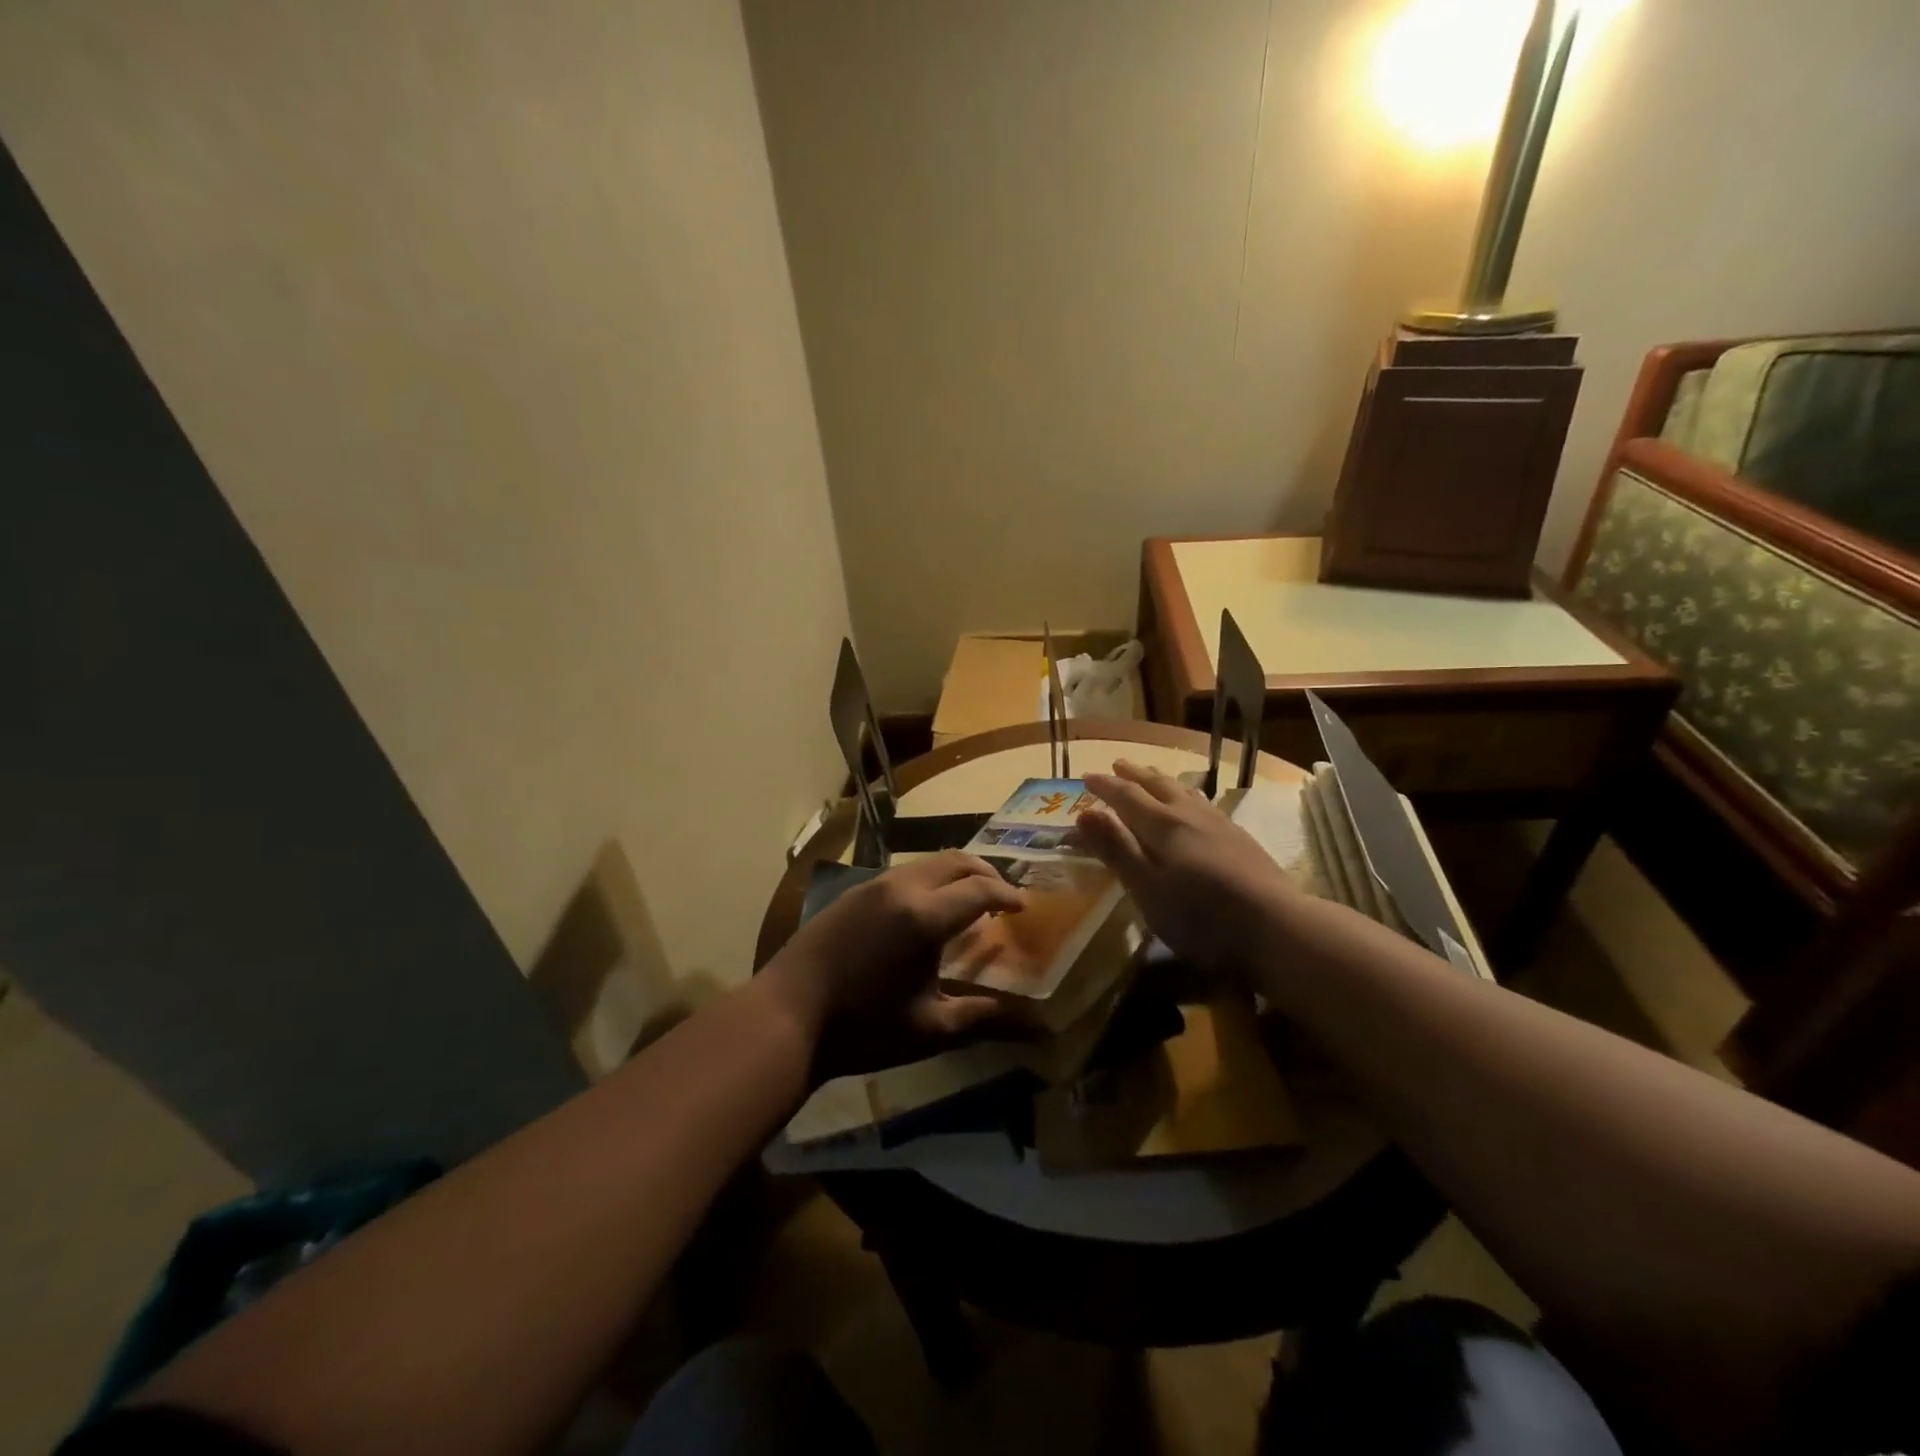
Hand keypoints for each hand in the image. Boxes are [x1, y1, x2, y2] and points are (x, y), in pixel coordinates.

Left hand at [758, 851, 1027, 1081]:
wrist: (786, 1016)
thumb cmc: (861, 1028)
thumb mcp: (928, 1029)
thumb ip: (980, 1017)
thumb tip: (1032, 1026)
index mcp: (924, 917)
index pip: (980, 889)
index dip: (1007, 894)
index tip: (1023, 906)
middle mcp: (901, 888)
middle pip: (955, 860)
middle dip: (985, 871)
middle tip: (1002, 894)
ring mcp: (872, 885)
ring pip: (927, 863)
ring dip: (955, 873)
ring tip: (968, 899)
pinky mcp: (852, 891)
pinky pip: (903, 873)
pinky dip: (929, 880)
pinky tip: (926, 909)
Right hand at [1075, 760, 1299, 974]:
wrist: (1276, 926)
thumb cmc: (1200, 914)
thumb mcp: (1146, 888)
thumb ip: (1116, 849)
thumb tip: (1083, 812)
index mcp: (1162, 825)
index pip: (1127, 796)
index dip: (1106, 786)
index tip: (1087, 776)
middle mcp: (1189, 815)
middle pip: (1158, 785)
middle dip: (1135, 774)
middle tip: (1118, 764)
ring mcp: (1219, 824)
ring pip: (1185, 791)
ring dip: (1162, 779)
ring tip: (1153, 774)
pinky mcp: (1241, 838)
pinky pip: (1204, 802)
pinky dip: (1188, 794)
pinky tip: (1195, 805)